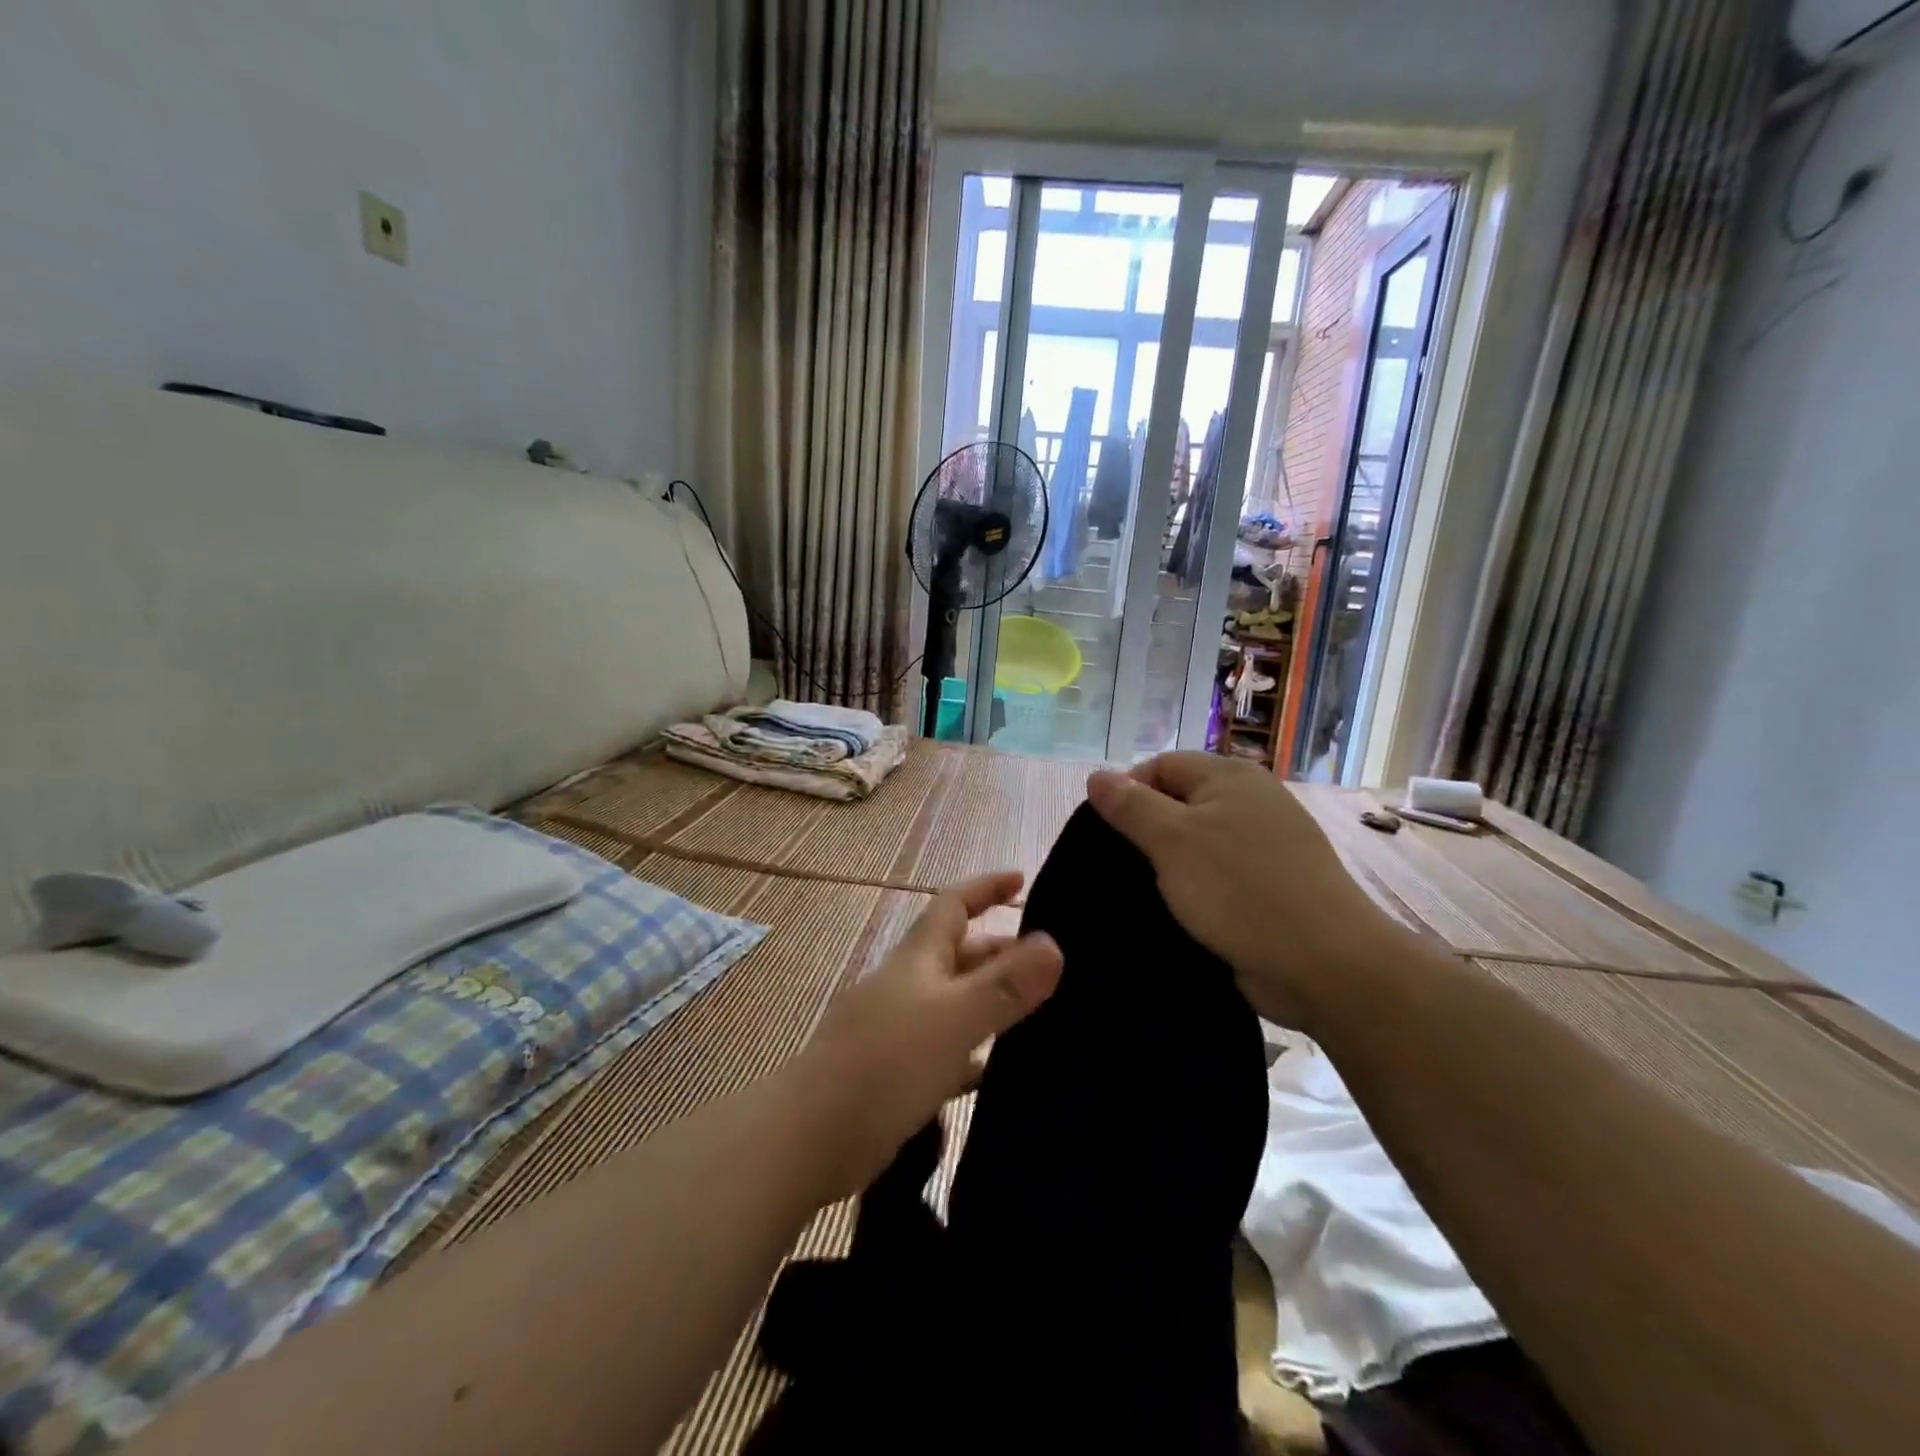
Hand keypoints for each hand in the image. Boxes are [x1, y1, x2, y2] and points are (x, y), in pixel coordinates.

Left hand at [790, 871, 1062, 1198]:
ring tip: (1041, 1015)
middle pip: (959, 954)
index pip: (954, 903)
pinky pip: (945, 1049)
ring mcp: (897, 1028)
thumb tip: (1053, 945)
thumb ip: (1005, 984)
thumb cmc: (886, 1064)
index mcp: (918, 958)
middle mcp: (908, 984)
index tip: (1023, 880)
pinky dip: (973, 1051)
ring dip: (992, 1001)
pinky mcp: (894, 1072)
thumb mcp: (955, 1018)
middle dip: (1001, 951)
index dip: (986, 887)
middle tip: (1052, 967)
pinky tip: (998, 1071)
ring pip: (955, 1002)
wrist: (810, 1137)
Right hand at [1086, 753, 1404, 1030]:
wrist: (1325, 964)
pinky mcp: (1272, 885)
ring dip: (1170, 864)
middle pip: (1180, 802)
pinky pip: (1220, 874)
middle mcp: (1252, 801)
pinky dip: (1196, 887)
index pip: (1161, 765)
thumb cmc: (1241, 890)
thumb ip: (1131, 806)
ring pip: (1199, 842)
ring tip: (1143, 892)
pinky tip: (1178, 911)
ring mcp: (1267, 845)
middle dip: (1147, 831)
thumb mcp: (1173, 841)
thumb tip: (1097, 776)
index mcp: (1230, 777)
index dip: (1128, 792)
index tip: (1107, 834)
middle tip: (1121, 867)